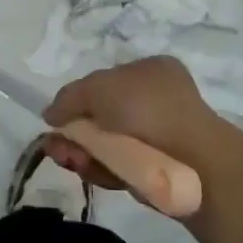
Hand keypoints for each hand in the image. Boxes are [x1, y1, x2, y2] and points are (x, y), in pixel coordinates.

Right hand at [41, 56, 220, 187]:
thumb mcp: (98, 87)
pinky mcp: (155, 170)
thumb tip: (50, 115)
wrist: (192, 163)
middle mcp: (155, 101)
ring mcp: (157, 137)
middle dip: (73, 132)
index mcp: (150, 71)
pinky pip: (118, 167)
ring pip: (105, 144)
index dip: (77, 100)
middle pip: (99, 117)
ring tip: (67, 158)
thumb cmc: (146, 110)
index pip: (104, 83)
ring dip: (80, 152)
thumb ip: (69, 97)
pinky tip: (86, 169)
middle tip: (55, 146)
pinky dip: (99, 169)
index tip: (57, 118)